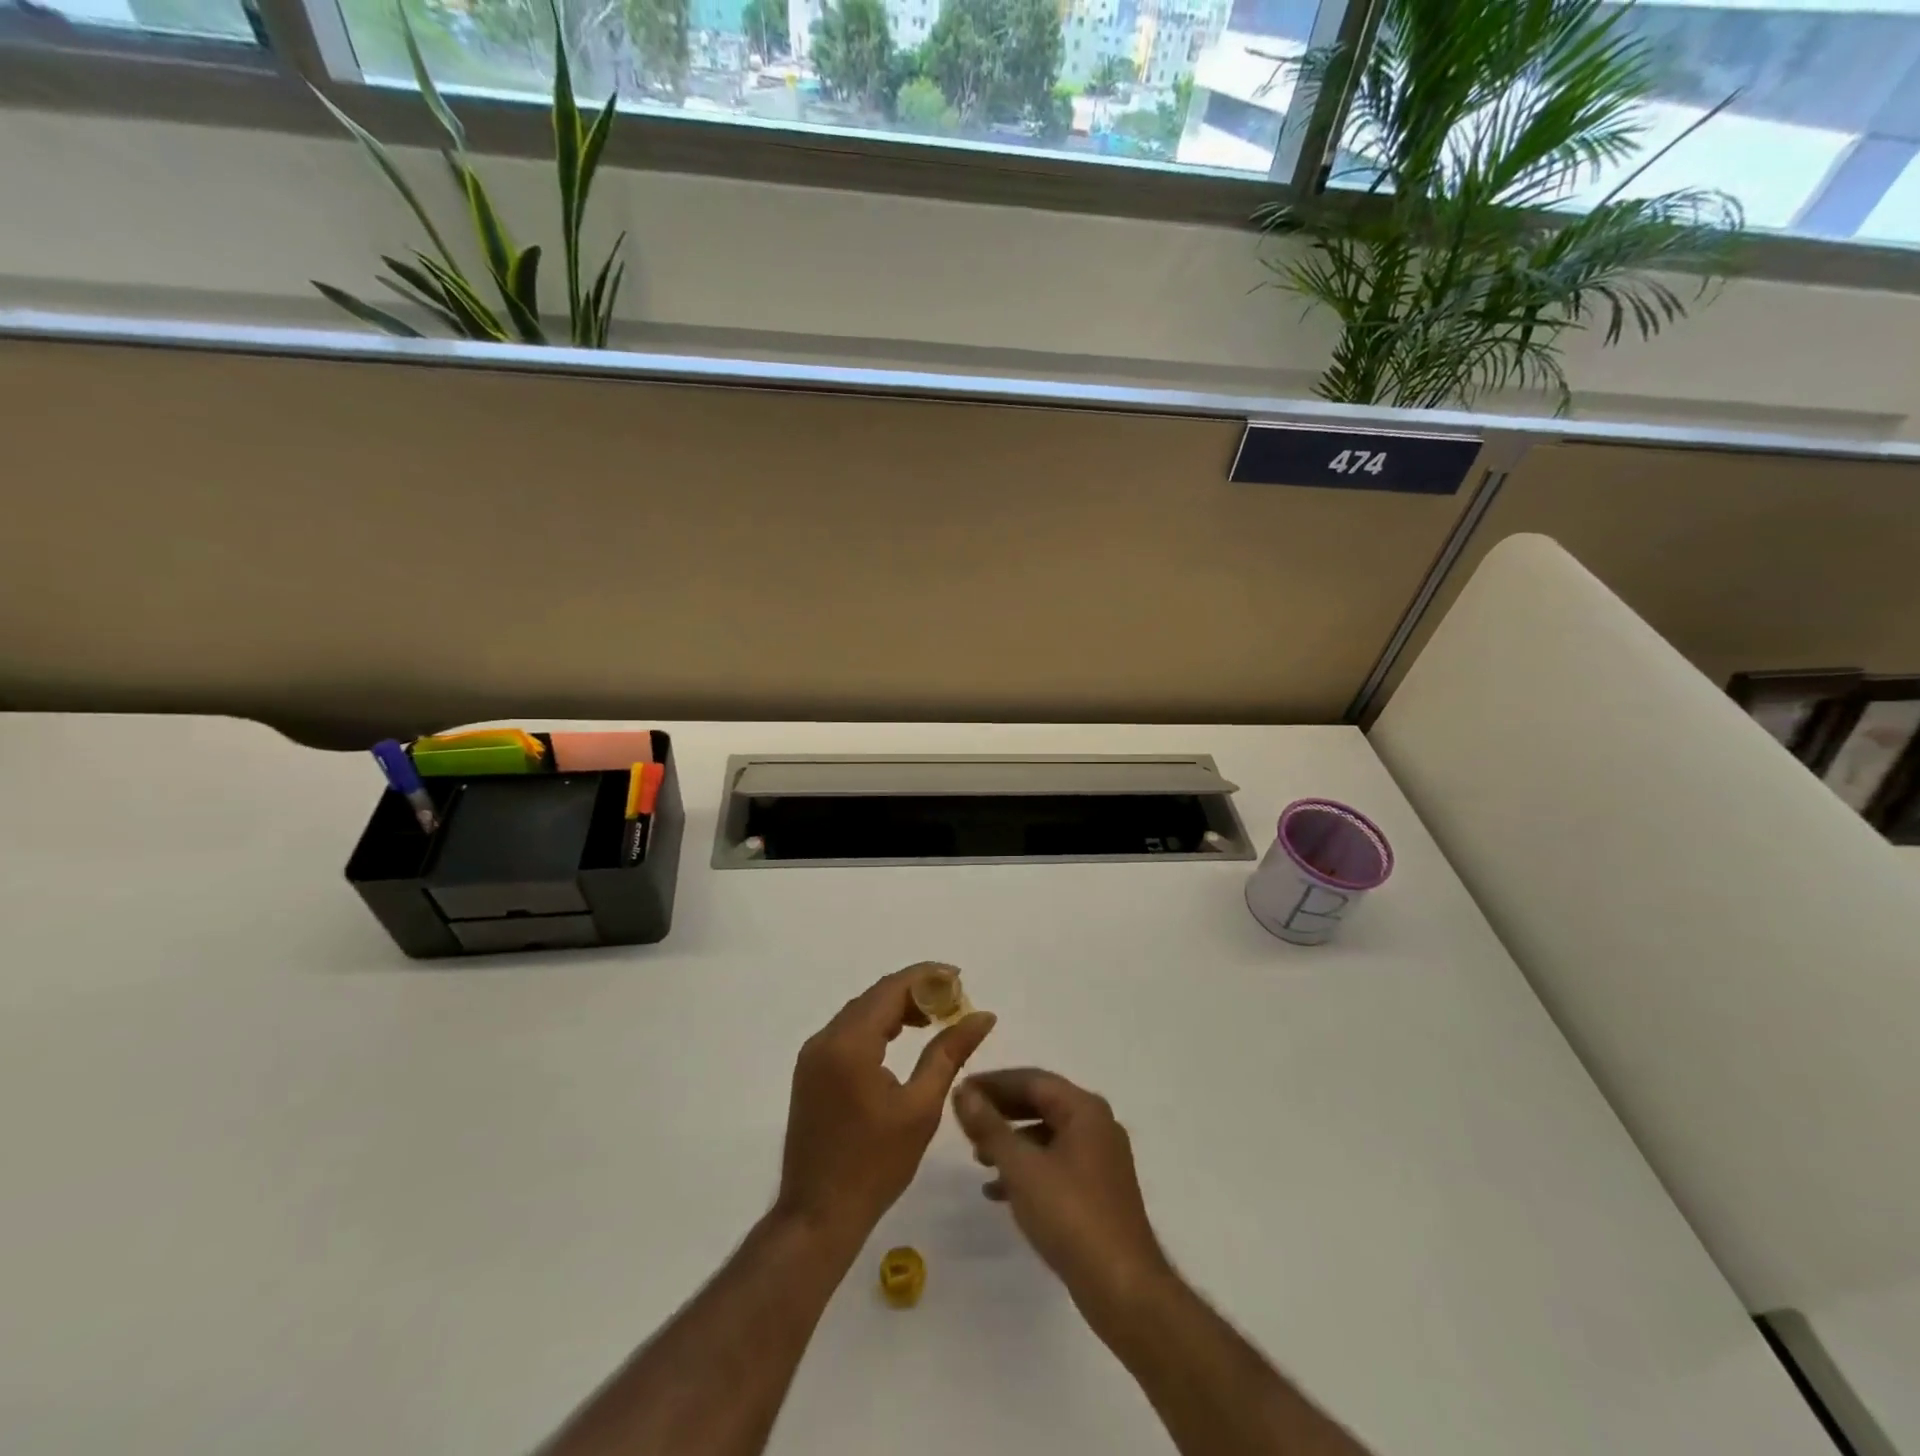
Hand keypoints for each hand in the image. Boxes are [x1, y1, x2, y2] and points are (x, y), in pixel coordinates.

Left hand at [777, 969, 996, 1248]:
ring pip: (860, 1012)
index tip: (960, 977)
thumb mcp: (921, 1107)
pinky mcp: (810, 1071)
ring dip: (895, 1008)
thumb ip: (949, 1053)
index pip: (891, 989)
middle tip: (953, 1001)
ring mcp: (812, 1055)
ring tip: (933, 1018)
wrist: (818, 1216)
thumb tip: (982, 1015)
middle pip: (874, 996)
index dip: (927, 977)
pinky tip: (900, 1040)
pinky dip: (876, 1027)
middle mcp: (825, 1038)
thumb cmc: (875, 1165)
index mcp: (850, 1043)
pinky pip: (847, 1032)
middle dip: (914, 991)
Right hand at [952, 1068, 1172, 1318]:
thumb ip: (989, 1127)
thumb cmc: (1071, 1216)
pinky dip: (1027, 1169)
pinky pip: (1056, 1163)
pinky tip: (998, 1191)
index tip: (961, 1090)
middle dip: (1002, 1112)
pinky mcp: (1098, 1190)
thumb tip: (963, 1092)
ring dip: (1011, 1142)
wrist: (1124, 1289)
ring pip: (1047, 1135)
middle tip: (966, 1120)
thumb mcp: (1022, 1168)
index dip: (993, 1083)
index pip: (1032, 1080)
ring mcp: (1100, 1159)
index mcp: (1085, 1109)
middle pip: (1041, 1104)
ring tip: (978, 1158)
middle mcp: (1096, 1125)